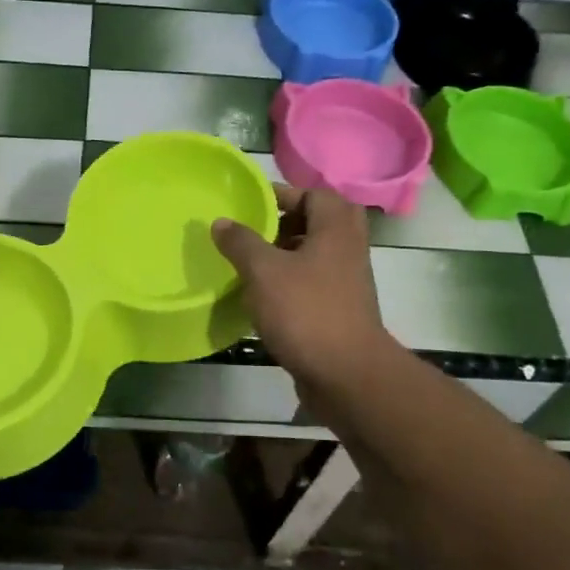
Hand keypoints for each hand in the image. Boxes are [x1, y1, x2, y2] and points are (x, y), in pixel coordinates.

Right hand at [213, 185, 395, 417]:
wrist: (346, 375)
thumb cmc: (306, 311)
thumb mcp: (264, 271)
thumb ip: (241, 242)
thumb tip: (222, 222)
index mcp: (336, 230)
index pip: (315, 194)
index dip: (283, 194)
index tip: (251, 204)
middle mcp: (347, 251)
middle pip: (317, 224)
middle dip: (284, 225)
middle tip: (254, 232)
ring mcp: (347, 283)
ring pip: (314, 256)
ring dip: (284, 256)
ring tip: (249, 264)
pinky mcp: (339, 312)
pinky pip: (312, 285)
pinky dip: (289, 284)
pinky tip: (261, 298)